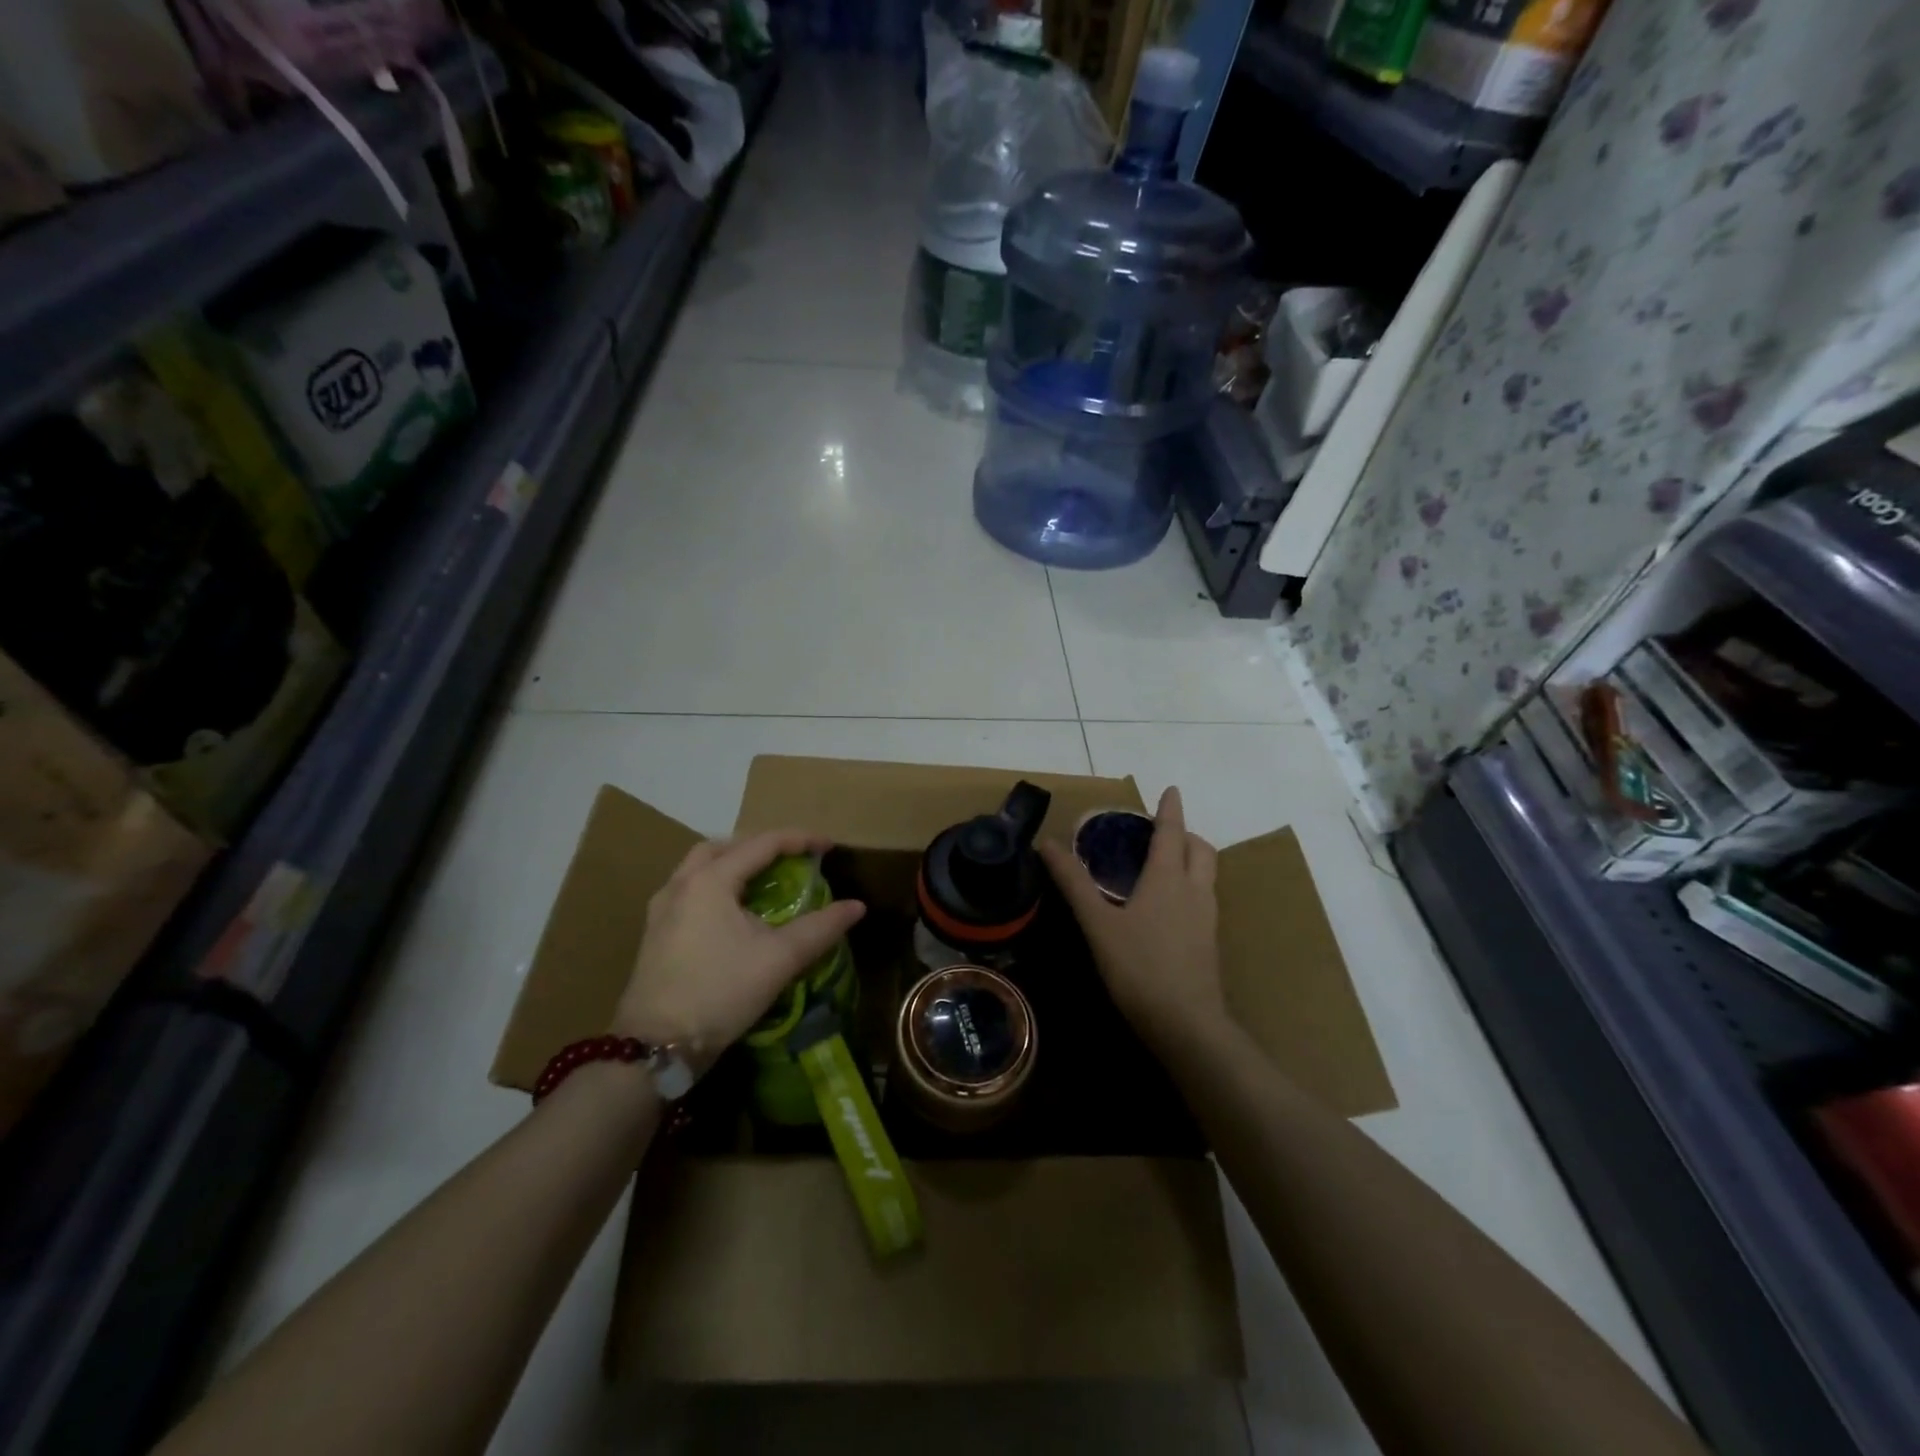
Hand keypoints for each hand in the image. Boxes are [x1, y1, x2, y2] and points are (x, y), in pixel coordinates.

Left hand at [613, 830, 865, 1064]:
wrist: (655, 1047)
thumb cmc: (720, 992)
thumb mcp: (779, 959)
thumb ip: (821, 927)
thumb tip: (857, 906)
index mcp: (710, 880)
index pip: (762, 843)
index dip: (800, 840)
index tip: (829, 847)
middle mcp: (681, 884)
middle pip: (724, 847)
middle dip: (760, 846)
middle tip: (791, 860)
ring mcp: (662, 909)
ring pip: (700, 868)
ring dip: (734, 864)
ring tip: (763, 882)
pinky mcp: (655, 933)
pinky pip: (690, 891)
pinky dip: (717, 886)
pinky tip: (732, 913)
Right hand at [1039, 787, 1228, 1054]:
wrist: (1187, 1024)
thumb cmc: (1139, 967)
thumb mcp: (1098, 923)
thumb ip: (1073, 883)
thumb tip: (1047, 843)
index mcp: (1168, 878)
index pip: (1172, 832)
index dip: (1170, 809)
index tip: (1171, 790)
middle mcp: (1194, 890)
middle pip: (1200, 849)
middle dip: (1185, 834)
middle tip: (1161, 833)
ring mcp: (1207, 918)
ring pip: (1206, 874)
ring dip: (1190, 859)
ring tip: (1163, 865)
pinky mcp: (1210, 942)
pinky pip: (1204, 898)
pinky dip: (1190, 885)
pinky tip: (1169, 907)